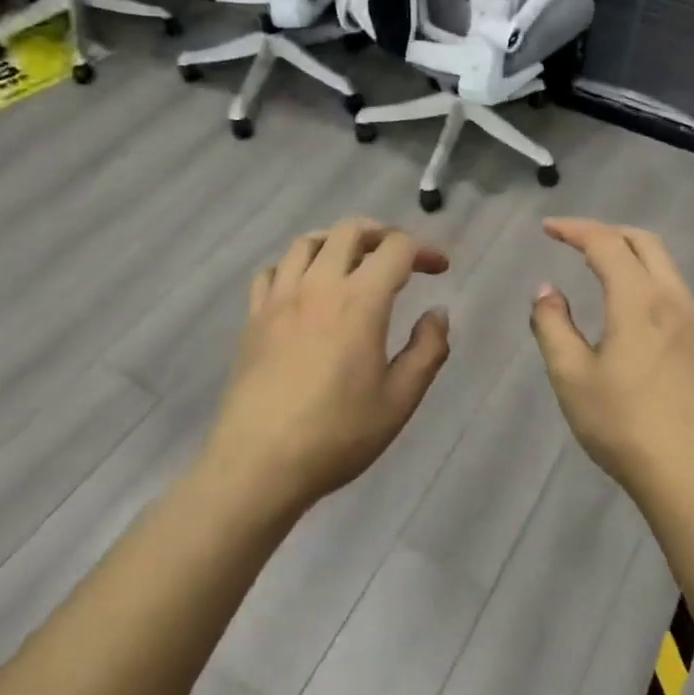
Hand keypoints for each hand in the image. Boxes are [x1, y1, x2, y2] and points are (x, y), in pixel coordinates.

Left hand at [206, 218, 450, 510]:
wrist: (259, 463)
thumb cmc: (338, 435)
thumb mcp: (400, 400)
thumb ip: (427, 351)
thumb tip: (437, 314)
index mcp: (360, 301)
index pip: (396, 248)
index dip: (424, 250)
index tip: (440, 269)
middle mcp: (318, 286)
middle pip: (350, 230)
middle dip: (383, 234)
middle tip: (400, 258)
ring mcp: (279, 299)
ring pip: (307, 242)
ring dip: (338, 242)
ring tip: (354, 264)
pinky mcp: (253, 318)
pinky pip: (273, 271)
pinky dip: (297, 266)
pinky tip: (306, 289)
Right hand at [530, 218, 693, 504]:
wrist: (692, 476)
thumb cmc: (623, 424)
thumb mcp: (571, 376)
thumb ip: (553, 325)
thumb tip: (547, 290)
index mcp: (640, 300)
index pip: (606, 244)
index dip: (574, 229)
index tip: (547, 228)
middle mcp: (672, 299)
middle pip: (644, 242)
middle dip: (606, 232)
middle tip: (573, 239)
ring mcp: (693, 322)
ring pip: (663, 264)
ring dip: (629, 252)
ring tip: (597, 264)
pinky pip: (671, 287)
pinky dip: (644, 275)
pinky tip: (626, 302)